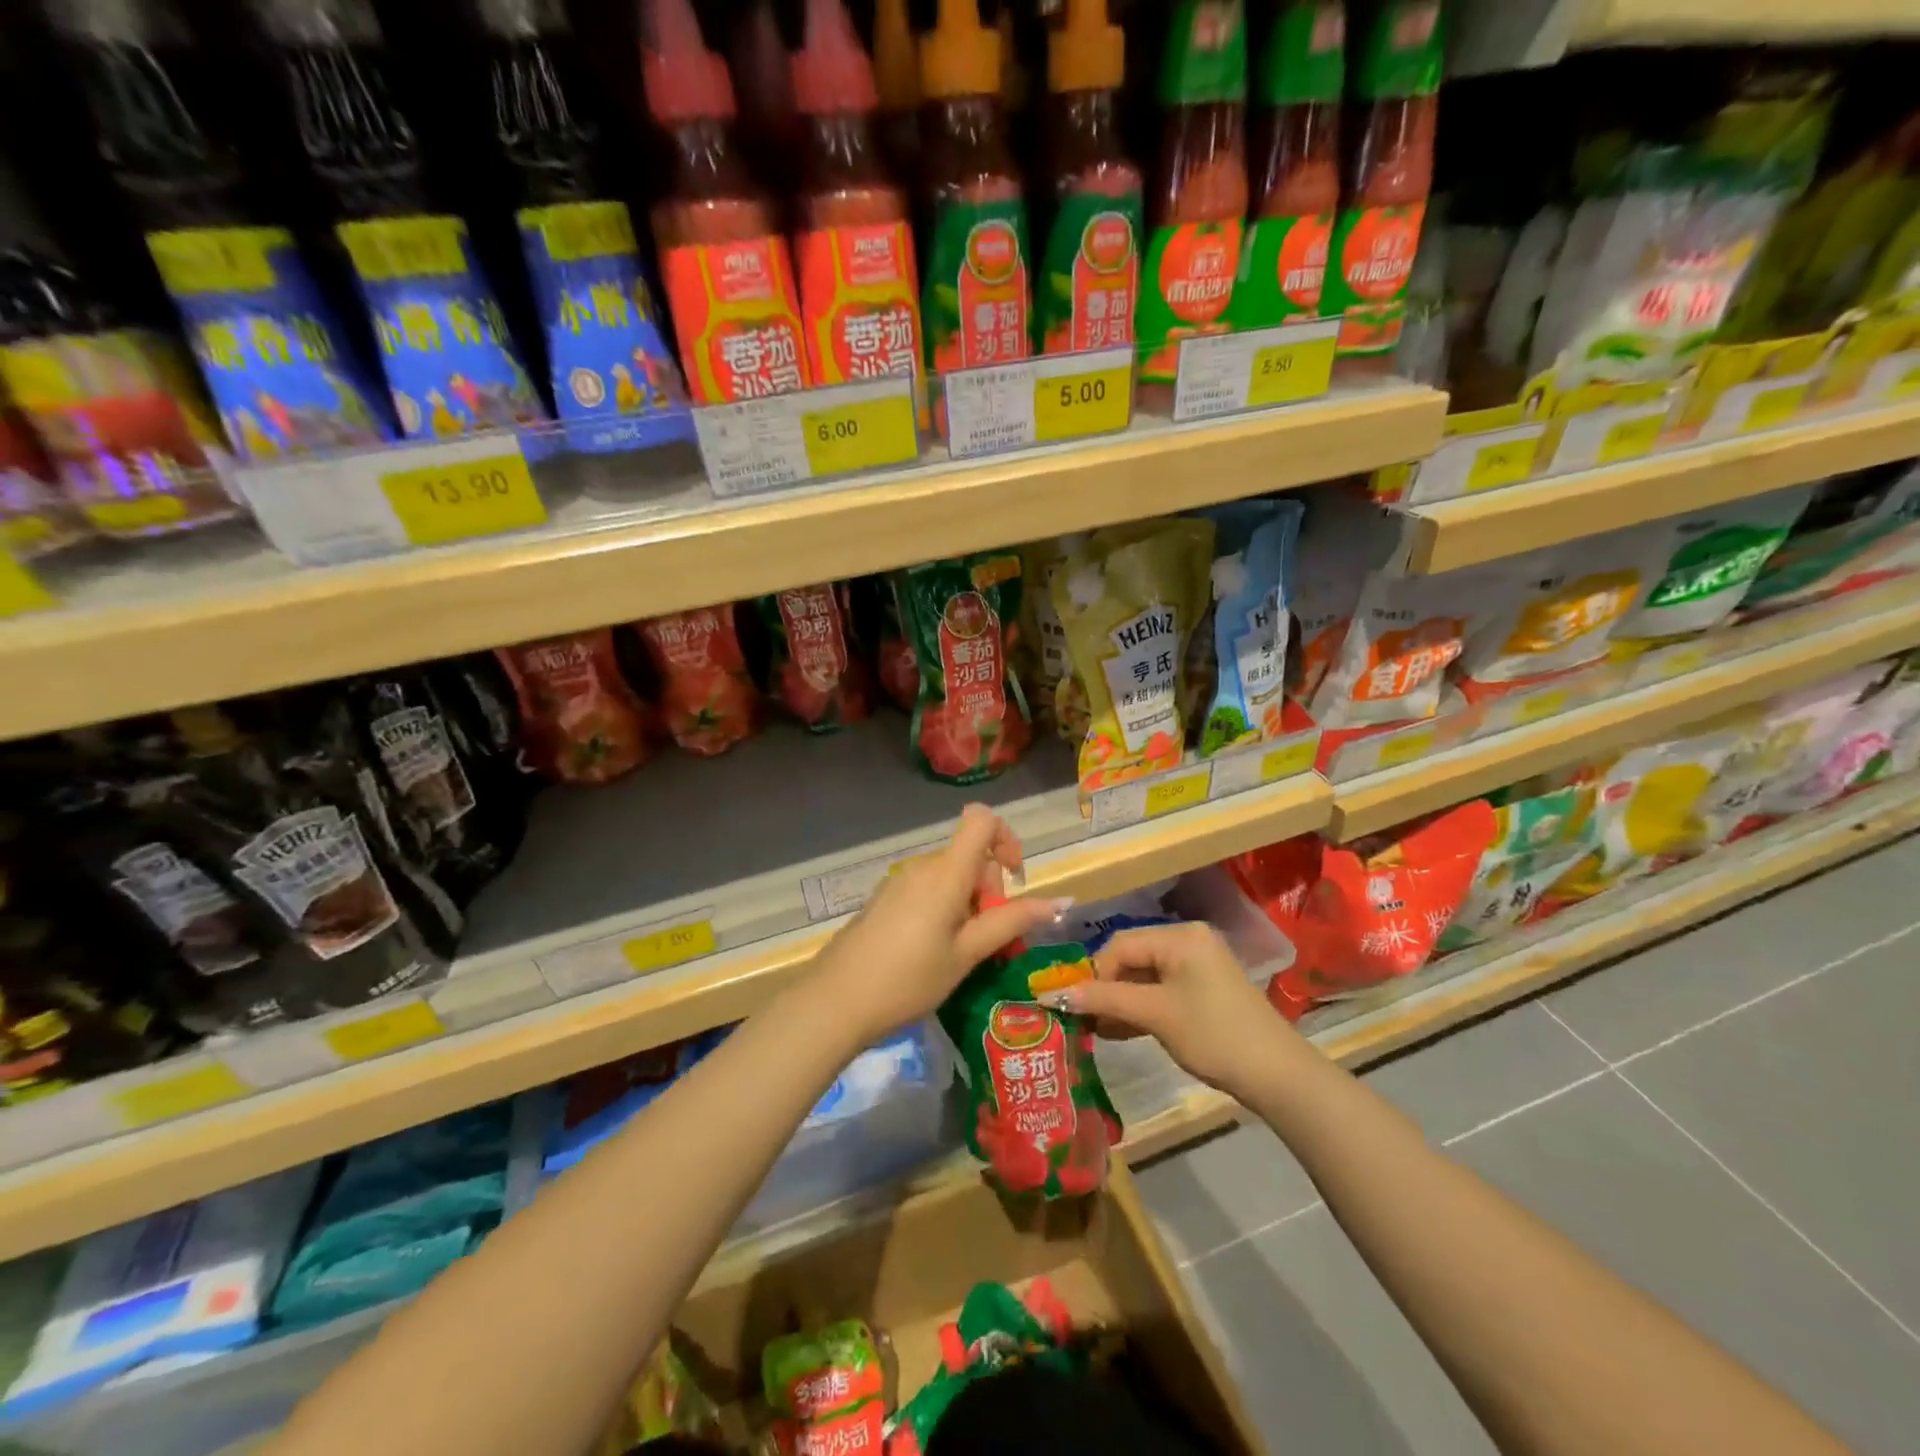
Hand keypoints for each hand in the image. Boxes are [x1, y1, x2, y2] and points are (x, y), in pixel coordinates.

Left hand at [811, 804, 1071, 1045]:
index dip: (1006, 838)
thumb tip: (1059, 901)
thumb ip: (1011, 922)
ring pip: (950, 878)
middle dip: (990, 891)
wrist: (835, 1002)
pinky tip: (934, 954)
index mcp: (945, 873)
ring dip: (969, 906)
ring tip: (963, 955)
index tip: (1015, 881)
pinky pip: (928, 891)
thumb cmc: (908, 979)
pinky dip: (945, 911)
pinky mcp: (885, 900)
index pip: (981, 819)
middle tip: (989, 943)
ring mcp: (900, 883)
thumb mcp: (966, 954)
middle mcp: (922, 867)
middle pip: (970, 857)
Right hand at [1066, 923, 1304, 1099]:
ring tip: (1098, 1029)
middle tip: (1085, 1019)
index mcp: (1180, 936)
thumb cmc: (1213, 1035)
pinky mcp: (1205, 989)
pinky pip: (1162, 989)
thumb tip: (1056, 994)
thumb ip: (1106, 1000)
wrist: (1278, 1076)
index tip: (1078, 1006)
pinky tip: (1122, 1031)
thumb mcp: (1155, 1015)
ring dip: (1122, 1001)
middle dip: (1107, 988)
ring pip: (1145, 976)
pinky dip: (1143, 1007)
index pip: (1120, 943)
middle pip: (1132, 957)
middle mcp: (1189, 941)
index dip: (1094, 974)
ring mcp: (1199, 965)